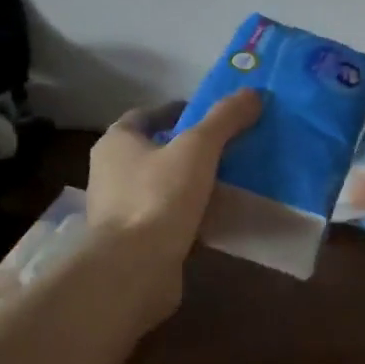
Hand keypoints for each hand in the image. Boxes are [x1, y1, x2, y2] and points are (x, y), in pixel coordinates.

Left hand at [86, 90, 262, 318]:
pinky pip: (168, 217)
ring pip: (162, 186)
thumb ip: (224, 119)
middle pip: (155, 151)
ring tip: (229, 178)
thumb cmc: (158, 197)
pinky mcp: (135, 242)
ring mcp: (121, 210)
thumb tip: (253, 93)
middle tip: (227, 145)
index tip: (210, 114)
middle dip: (188, 147)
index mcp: (116, 143)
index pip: (145, 115)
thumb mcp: (198, 148)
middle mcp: (111, 174)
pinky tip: (219, 214)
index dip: (177, 111)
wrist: (132, 270)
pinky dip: (191, 213)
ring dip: (191, 182)